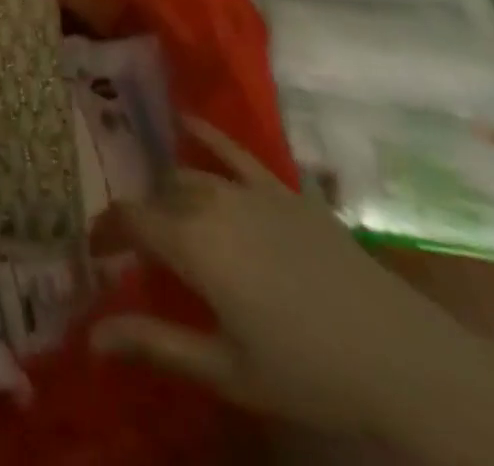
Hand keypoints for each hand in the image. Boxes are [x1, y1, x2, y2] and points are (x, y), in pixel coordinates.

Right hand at [90, 121, 493, 465]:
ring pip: (190, 176)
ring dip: (170, 191)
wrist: (402, 358)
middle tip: (138, 247)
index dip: (107, 230)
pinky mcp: (281, 188)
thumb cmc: (308, 373)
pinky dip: (207, 133)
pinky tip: (187, 120)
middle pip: (159, 196)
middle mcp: (210, 203)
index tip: (96, 249)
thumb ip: (155, 345)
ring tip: (165, 212)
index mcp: (191, 244)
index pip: (129, 219)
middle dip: (142, 217)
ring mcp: (248, 190)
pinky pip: (234, 150)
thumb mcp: (226, 371)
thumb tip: (91, 337)